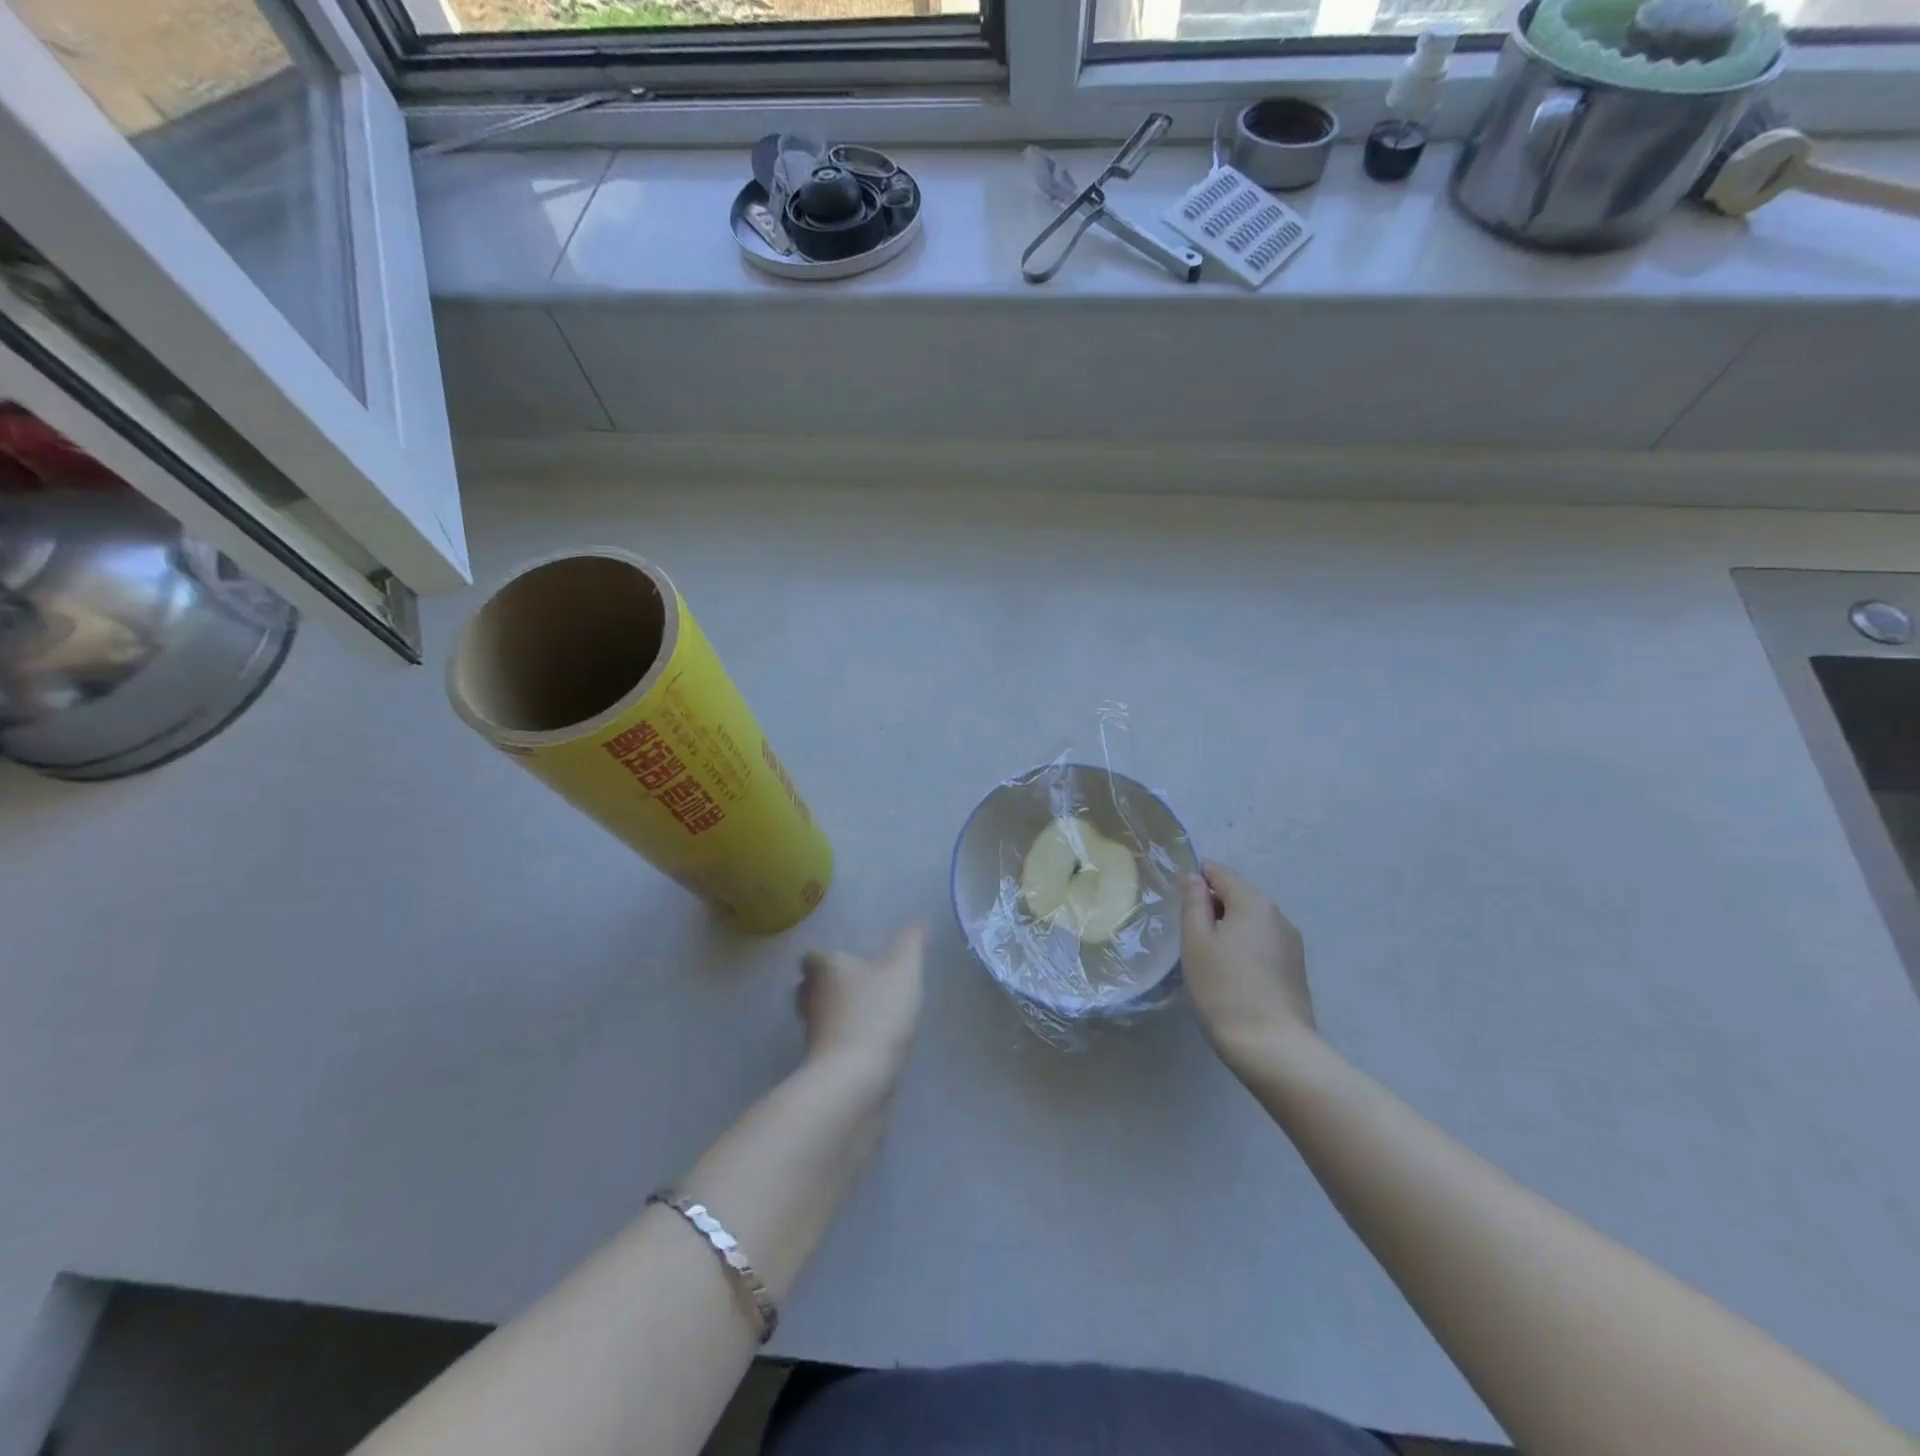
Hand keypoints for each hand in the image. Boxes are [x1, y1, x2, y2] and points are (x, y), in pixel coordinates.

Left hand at [797, 926, 925, 1082]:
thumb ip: (911, 944)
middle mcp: (812, 997)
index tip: (840, 960)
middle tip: (851, 985)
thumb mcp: (904, 971)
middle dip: (824, 985)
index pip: (812, 956)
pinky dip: (841, 1041)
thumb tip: (919, 921)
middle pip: (809, 986)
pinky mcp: (819, 1063)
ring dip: (833, 1014)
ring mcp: (812, 1033)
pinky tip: (865, 1045)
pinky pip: (828, 1044)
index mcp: (827, 968)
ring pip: (817, 1016)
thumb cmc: (877, 1013)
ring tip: (862, 1015)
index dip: (824, 957)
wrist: (855, 1078)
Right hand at [1181, 861, 1314, 1069]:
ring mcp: (1291, 944)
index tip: (1177, 894)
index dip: (1198, 876)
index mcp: (1253, 902)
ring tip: (1206, 954)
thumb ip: (1194, 904)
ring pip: (1252, 922)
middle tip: (1186, 930)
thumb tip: (1194, 878)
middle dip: (1213, 905)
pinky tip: (1230, 972)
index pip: (1221, 873)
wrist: (1273, 1048)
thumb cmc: (1224, 988)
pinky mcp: (1295, 970)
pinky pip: (1263, 944)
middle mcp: (1278, 916)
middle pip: (1239, 896)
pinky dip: (1244, 947)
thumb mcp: (1196, 942)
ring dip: (1229, 928)